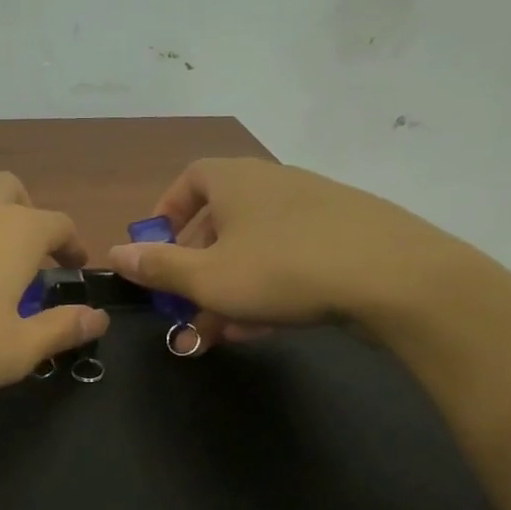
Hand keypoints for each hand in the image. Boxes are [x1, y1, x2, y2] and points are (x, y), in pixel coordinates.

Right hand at [105, 158, 466, 349]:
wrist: (396, 278)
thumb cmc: (282, 270)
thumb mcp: (208, 278)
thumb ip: (158, 267)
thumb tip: (114, 254)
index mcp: (236, 180)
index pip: (189, 179)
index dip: (166, 213)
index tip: (157, 250)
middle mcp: (274, 183)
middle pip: (220, 220)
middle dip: (196, 267)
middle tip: (185, 306)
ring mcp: (315, 208)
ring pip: (255, 247)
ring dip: (230, 286)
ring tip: (219, 330)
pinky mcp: (347, 236)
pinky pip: (290, 258)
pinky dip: (269, 288)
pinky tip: (264, 327)